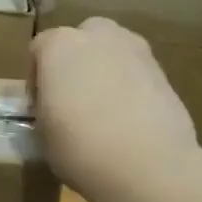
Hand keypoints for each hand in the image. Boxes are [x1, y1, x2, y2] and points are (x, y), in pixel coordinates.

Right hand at [30, 17, 200, 201]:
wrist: (149, 165)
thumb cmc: (81, 148)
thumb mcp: (43, 133)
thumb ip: (46, 110)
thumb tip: (57, 110)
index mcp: (60, 45)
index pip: (39, 50)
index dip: (37, 79)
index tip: (41, 107)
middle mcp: (98, 36)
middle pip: (81, 40)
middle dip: (75, 63)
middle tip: (73, 100)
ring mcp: (136, 50)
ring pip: (112, 52)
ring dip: (105, 71)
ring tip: (104, 110)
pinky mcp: (164, 71)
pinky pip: (136, 72)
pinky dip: (131, 87)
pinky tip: (129, 119)